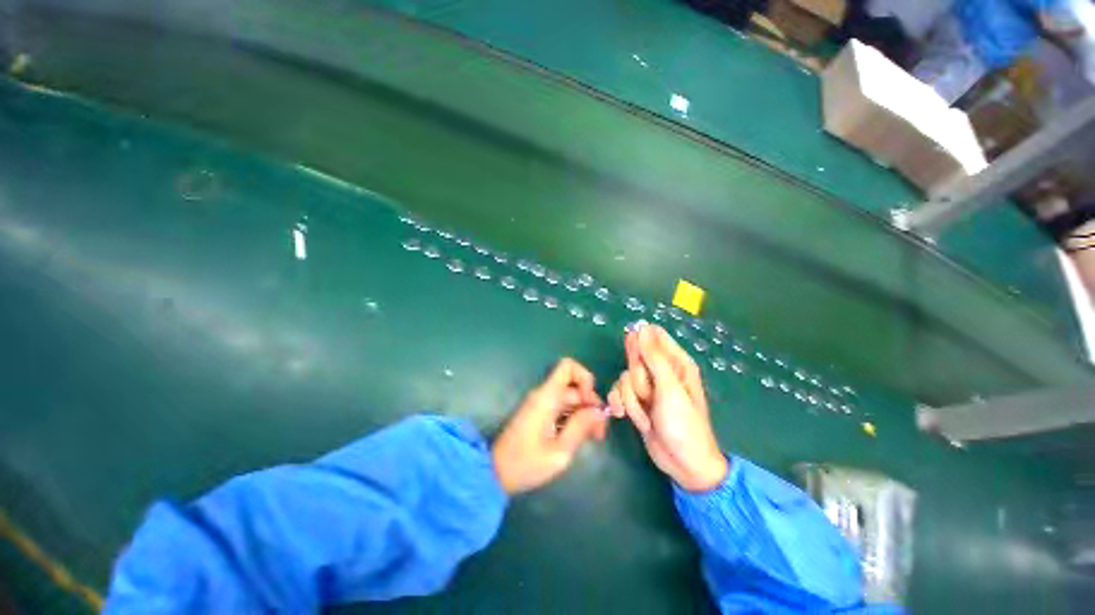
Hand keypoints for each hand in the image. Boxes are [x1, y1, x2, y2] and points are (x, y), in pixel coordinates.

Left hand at [492, 358, 606, 494]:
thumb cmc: (525, 464)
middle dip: (590, 405)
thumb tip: (599, 411)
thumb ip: (580, 427)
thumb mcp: (559, 451)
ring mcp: (540, 403)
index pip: (568, 366)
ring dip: (583, 413)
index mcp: (547, 397)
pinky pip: (561, 407)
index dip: (585, 379)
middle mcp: (543, 394)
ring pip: (569, 398)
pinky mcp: (538, 413)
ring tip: (593, 438)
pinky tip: (579, 437)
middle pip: (573, 386)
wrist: (493, 473)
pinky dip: (573, 417)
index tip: (591, 404)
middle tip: (599, 433)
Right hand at [608, 325, 726, 491]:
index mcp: (676, 362)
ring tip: (647, 415)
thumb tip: (641, 327)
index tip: (636, 357)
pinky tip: (625, 416)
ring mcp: (646, 387)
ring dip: (631, 399)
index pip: (654, 336)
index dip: (641, 341)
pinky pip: (618, 392)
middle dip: (637, 379)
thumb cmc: (684, 424)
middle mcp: (660, 371)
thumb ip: (653, 357)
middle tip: (648, 394)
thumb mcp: (670, 389)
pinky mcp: (635, 401)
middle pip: (635, 357)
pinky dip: (621, 404)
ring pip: (625, 377)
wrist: (682, 464)